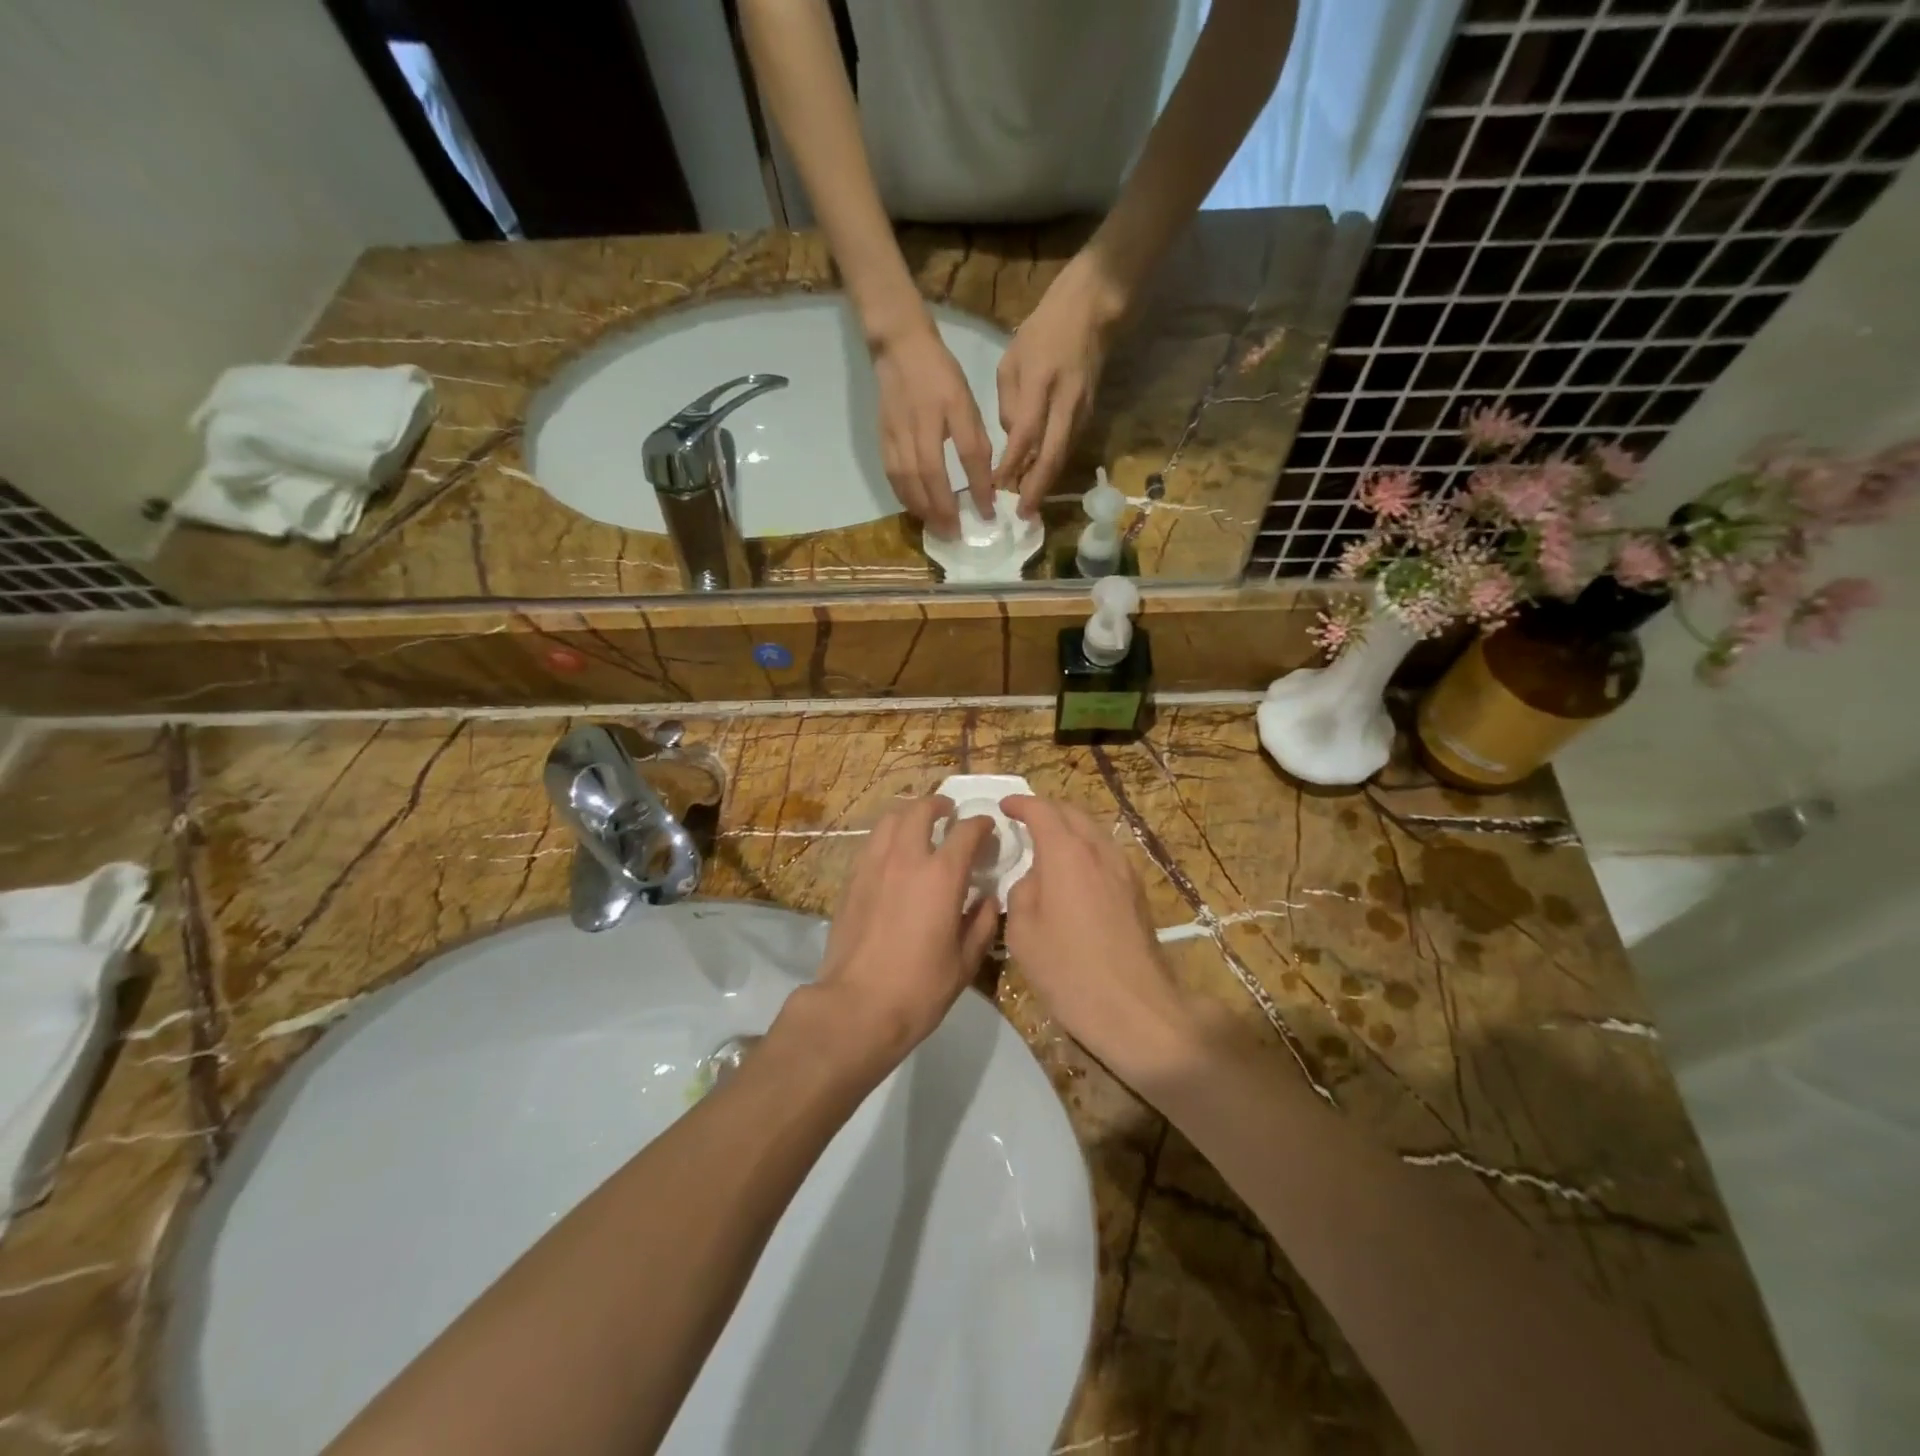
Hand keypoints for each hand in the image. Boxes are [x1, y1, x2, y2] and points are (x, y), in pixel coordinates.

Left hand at [809, 795, 999, 1073]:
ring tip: (919, 826)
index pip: (966, 831)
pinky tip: (893, 854)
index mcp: (941, 875)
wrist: (856, 1006)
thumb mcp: (965, 962)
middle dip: (939, 806)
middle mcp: (906, 859)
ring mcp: (873, 866)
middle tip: (949, 814)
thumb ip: (982, 923)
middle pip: (921, 810)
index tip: (988, 830)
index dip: (981, 825)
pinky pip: (871, 843)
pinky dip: (887, 836)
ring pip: (890, 819)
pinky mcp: (851, 880)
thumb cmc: (919, 988)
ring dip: (909, 815)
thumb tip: (987, 899)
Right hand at [869, 317, 994, 539]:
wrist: (899, 348)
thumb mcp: (967, 399)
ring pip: (908, 480)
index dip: (978, 487)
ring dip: (923, 508)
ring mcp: (898, 432)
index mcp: (950, 408)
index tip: (987, 513)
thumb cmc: (941, 374)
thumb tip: (985, 480)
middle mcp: (922, 424)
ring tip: (936, 528)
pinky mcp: (883, 438)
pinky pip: (893, 475)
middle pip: (931, 475)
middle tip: (955, 533)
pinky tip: (915, 510)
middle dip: (944, 509)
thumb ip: (975, 438)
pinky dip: (905, 497)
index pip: (968, 455)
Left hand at [994, 253, 1127, 516]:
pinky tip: (1041, 482)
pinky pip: (1069, 448)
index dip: (1011, 465)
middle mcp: (1065, 402)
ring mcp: (1082, 411)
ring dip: (1046, 484)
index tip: (995, 487)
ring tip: (1029, 507)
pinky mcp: (1090, 415)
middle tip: (1023, 515)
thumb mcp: (1011, 360)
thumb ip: (1009, 403)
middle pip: (1051, 456)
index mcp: (1040, 383)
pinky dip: (1054, 468)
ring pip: (1063, 456)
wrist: (1093, 311)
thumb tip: (1012, 440)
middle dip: (1036, 489)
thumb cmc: (1044, 331)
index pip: (1024, 435)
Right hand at [1002, 796, 1198, 1085]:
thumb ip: (1022, 891)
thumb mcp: (1023, 932)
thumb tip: (1033, 878)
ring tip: (1047, 846)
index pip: (1042, 810)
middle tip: (1024, 822)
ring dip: (1069, 829)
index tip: (1004, 807)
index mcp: (1066, 853)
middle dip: (1046, 810)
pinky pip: (1106, 853)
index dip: (1021, 804)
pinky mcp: (1136, 890)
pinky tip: (1074, 873)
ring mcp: (1123, 869)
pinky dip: (1085, 849)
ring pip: (1093, 831)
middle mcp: (1098, 851)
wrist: (1134, 1007)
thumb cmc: (1068, 970)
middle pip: (1072, 812)